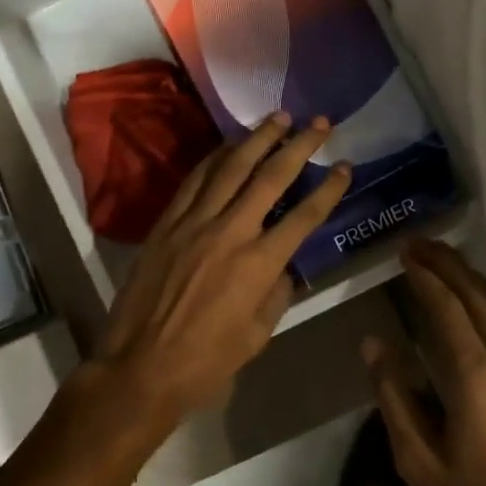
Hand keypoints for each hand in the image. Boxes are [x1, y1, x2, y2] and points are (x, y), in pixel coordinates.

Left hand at [91, 112, 350, 429]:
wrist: (140, 367)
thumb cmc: (206, 362)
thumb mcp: (258, 335)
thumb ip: (277, 293)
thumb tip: (285, 266)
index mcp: (259, 264)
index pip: (304, 216)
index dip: (329, 189)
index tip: (344, 166)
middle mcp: (230, 232)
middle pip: (270, 177)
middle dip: (299, 146)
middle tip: (318, 122)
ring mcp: (193, 223)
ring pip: (230, 168)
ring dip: (257, 139)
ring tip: (278, 118)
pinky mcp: (166, 223)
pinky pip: (194, 180)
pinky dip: (214, 158)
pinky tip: (228, 145)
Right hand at [366, 239, 485, 485]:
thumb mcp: (420, 462)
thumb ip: (395, 398)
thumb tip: (374, 344)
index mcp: (476, 377)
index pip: (448, 309)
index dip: (426, 277)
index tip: (405, 253)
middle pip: (478, 297)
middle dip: (448, 265)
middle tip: (420, 243)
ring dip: (471, 279)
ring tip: (444, 261)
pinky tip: (477, 303)